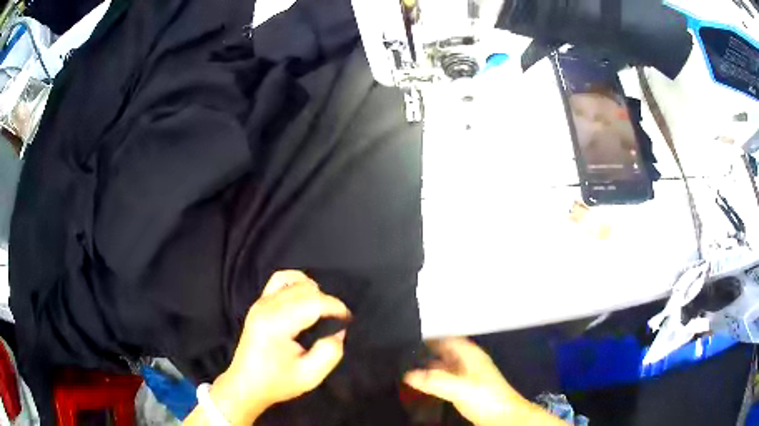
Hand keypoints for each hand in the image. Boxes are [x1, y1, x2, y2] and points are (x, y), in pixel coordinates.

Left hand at [208, 271, 350, 424]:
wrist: (246, 384)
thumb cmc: (277, 382)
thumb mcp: (310, 376)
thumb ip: (330, 353)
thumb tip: (338, 331)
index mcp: (277, 325)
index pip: (313, 302)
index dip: (336, 307)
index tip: (347, 320)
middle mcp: (267, 307)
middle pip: (306, 290)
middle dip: (327, 302)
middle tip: (336, 323)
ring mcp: (261, 302)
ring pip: (295, 282)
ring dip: (313, 293)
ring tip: (321, 312)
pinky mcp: (259, 303)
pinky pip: (280, 280)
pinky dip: (296, 283)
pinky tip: (304, 296)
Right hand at [404, 338, 563, 425]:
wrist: (504, 417)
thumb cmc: (487, 398)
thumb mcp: (459, 388)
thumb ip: (435, 380)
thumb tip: (409, 374)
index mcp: (471, 356)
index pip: (450, 338)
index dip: (433, 336)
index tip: (412, 338)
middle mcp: (471, 362)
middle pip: (448, 351)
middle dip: (429, 351)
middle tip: (407, 355)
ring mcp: (470, 376)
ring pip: (448, 365)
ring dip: (432, 366)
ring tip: (411, 369)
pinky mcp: (469, 389)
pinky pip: (449, 378)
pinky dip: (437, 378)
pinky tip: (427, 385)